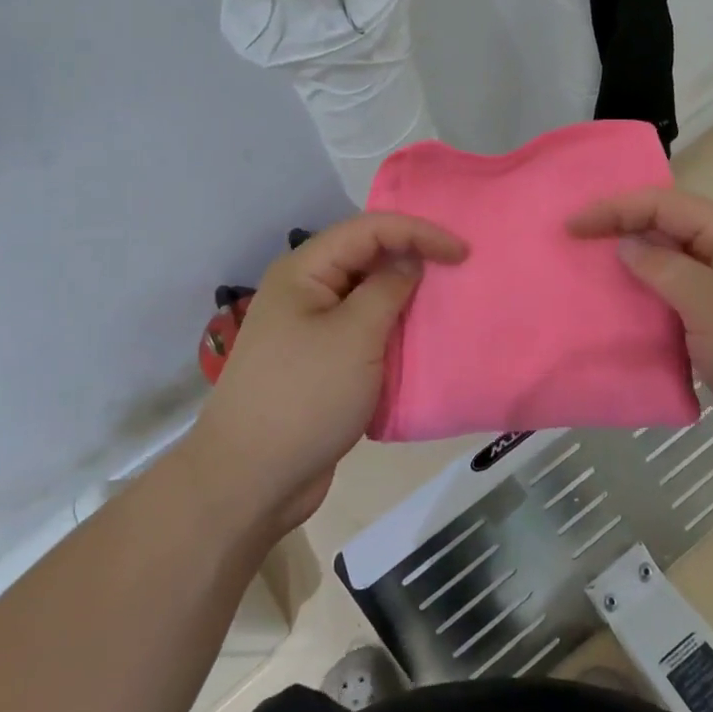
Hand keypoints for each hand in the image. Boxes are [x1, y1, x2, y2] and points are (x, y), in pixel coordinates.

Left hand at [187, 213, 465, 535]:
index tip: (462, 252)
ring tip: (448, 303)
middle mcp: (307, 290)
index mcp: (306, 271)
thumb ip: (388, 289)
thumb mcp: (355, 336)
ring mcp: (312, 329)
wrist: (250, 482)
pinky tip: (422, 340)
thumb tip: (411, 261)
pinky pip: (366, 332)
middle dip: (414, 257)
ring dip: (407, 297)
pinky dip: (395, 331)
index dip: (418, 232)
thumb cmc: (304, 397)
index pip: (370, 229)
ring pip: (369, 296)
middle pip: (368, 256)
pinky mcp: (323, 363)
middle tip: (459, 271)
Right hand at [568, 188, 712, 482]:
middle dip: (619, 235)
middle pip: (664, 232)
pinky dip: (645, 310)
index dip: (614, 209)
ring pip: (667, 272)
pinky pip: (674, 309)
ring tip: (583, 280)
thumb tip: (626, 245)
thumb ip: (662, 268)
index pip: (663, 205)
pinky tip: (615, 319)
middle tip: (571, 247)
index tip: (571, 226)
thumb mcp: (710, 303)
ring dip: (629, 274)